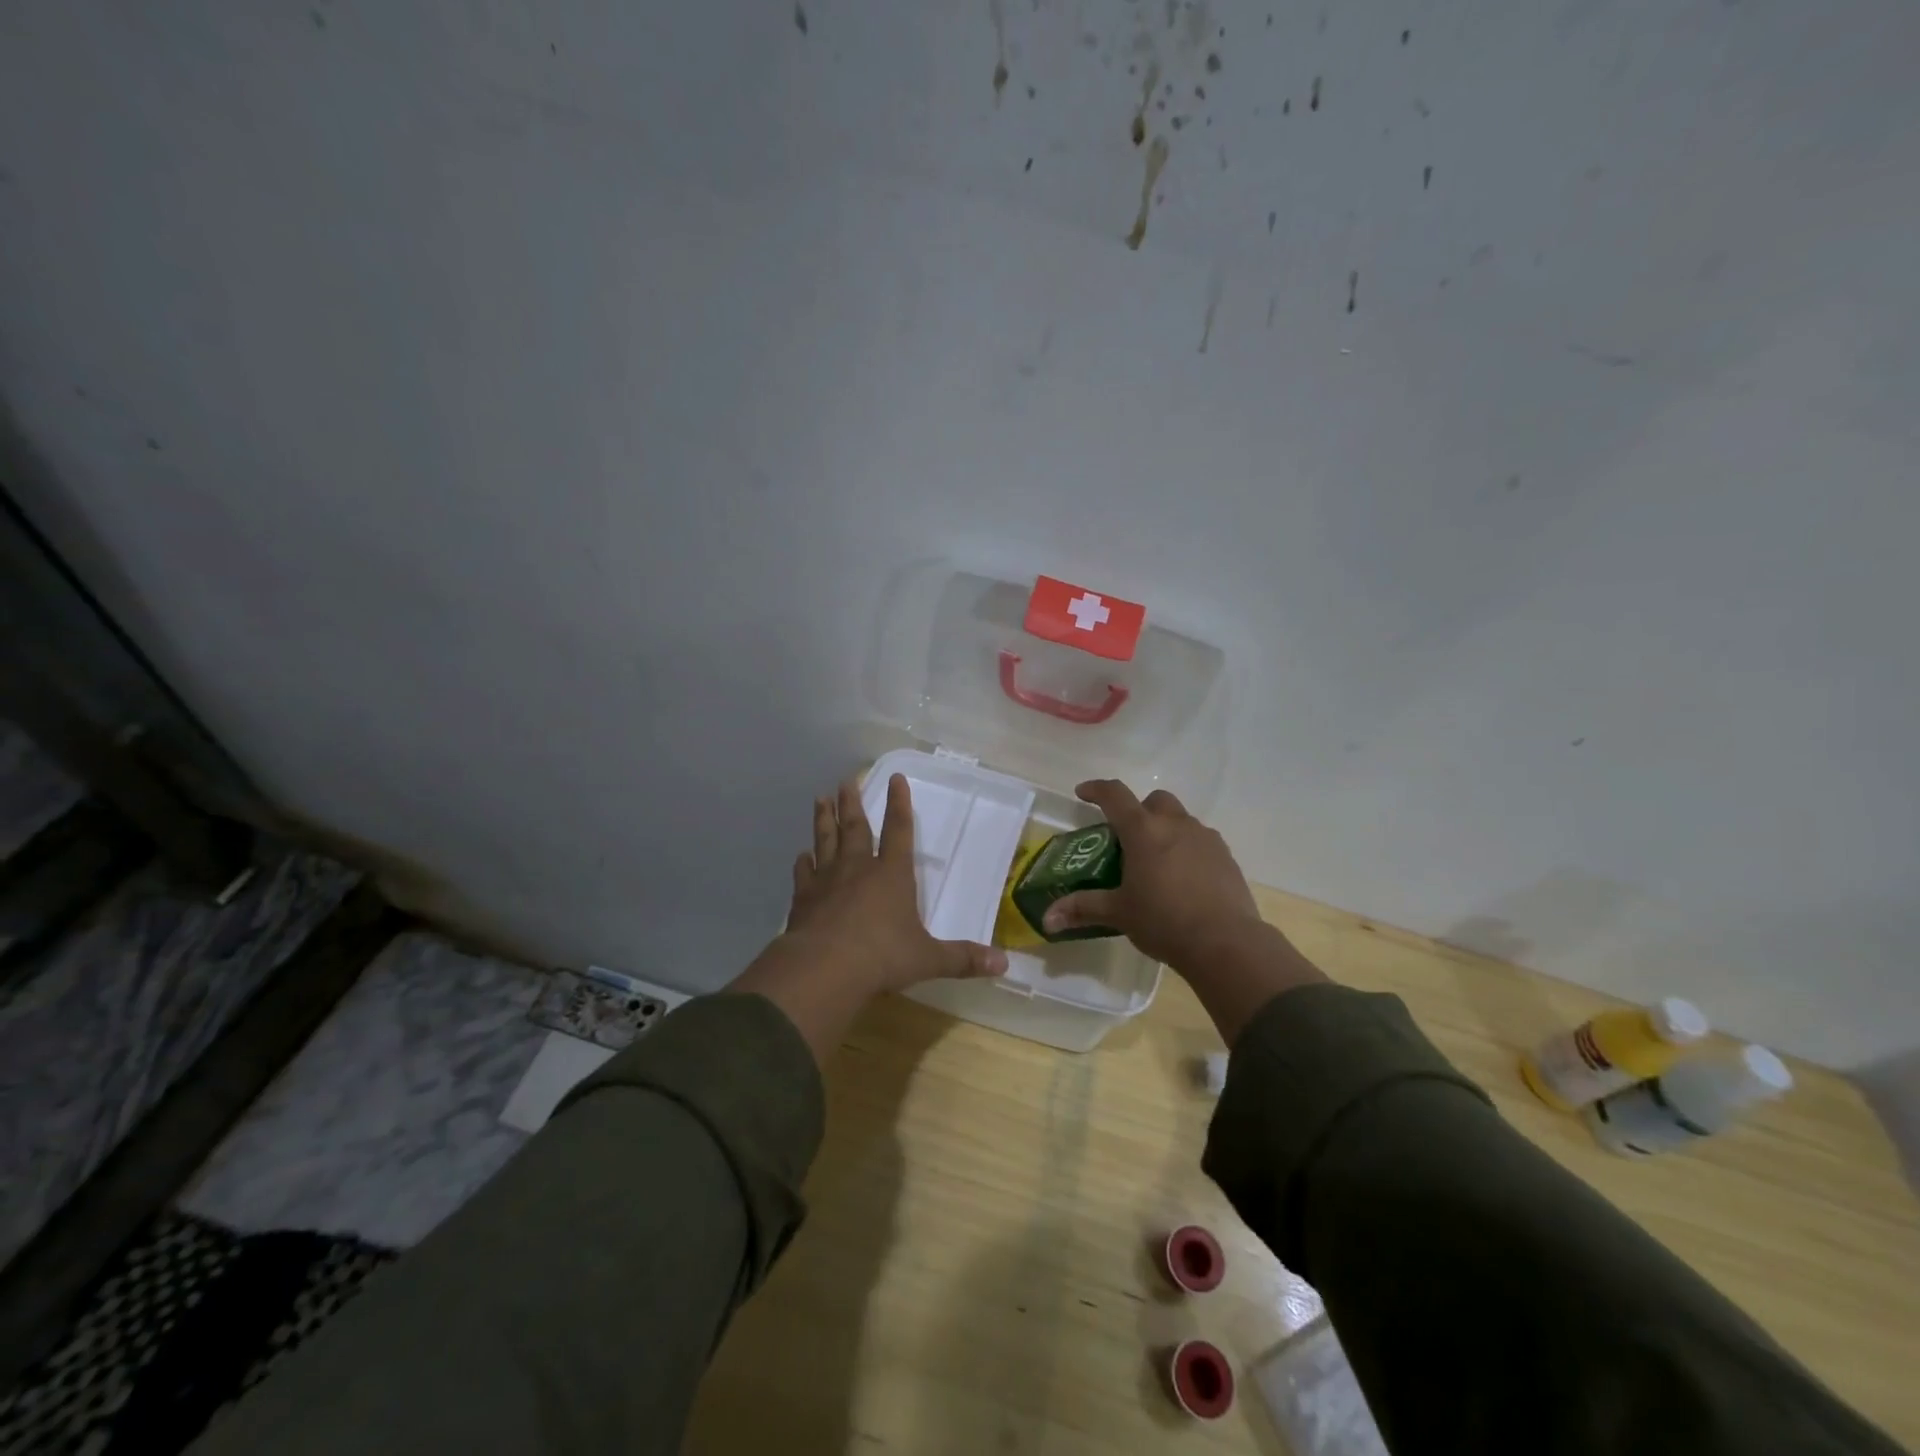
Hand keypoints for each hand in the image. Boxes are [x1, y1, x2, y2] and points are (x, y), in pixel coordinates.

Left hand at [783, 775, 1006, 992]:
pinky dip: (803, 862)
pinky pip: (804, 872)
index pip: (899, 830)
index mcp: (892, 874)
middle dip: (852, 802)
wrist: (823, 969)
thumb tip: (1004, 964)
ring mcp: (827, 880)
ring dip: (823, 819)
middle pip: (855, 827)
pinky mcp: (803, 898)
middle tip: (845, 780)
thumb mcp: (928, 959)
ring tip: (820, 799)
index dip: (899, 803)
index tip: (896, 777)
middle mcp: (858, 868)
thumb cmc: (882, 958)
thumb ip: (962, 958)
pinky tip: (801, 855)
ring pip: (825, 840)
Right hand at [1042, 780, 1265, 971]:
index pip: (1115, 795)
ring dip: (1165, 829)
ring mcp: (1205, 838)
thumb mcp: (1118, 913)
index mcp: (1143, 831)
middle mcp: (1175, 824)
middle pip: (1154, 800)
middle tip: (1127, 838)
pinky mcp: (1226, 856)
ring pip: (1180, 819)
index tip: (1082, 793)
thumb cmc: (1164, 921)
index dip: (1096, 789)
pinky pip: (1201, 840)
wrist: (1226, 942)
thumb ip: (1082, 908)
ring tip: (1156, 862)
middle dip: (1138, 811)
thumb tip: (1047, 919)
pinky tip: (1183, 878)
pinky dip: (1187, 848)